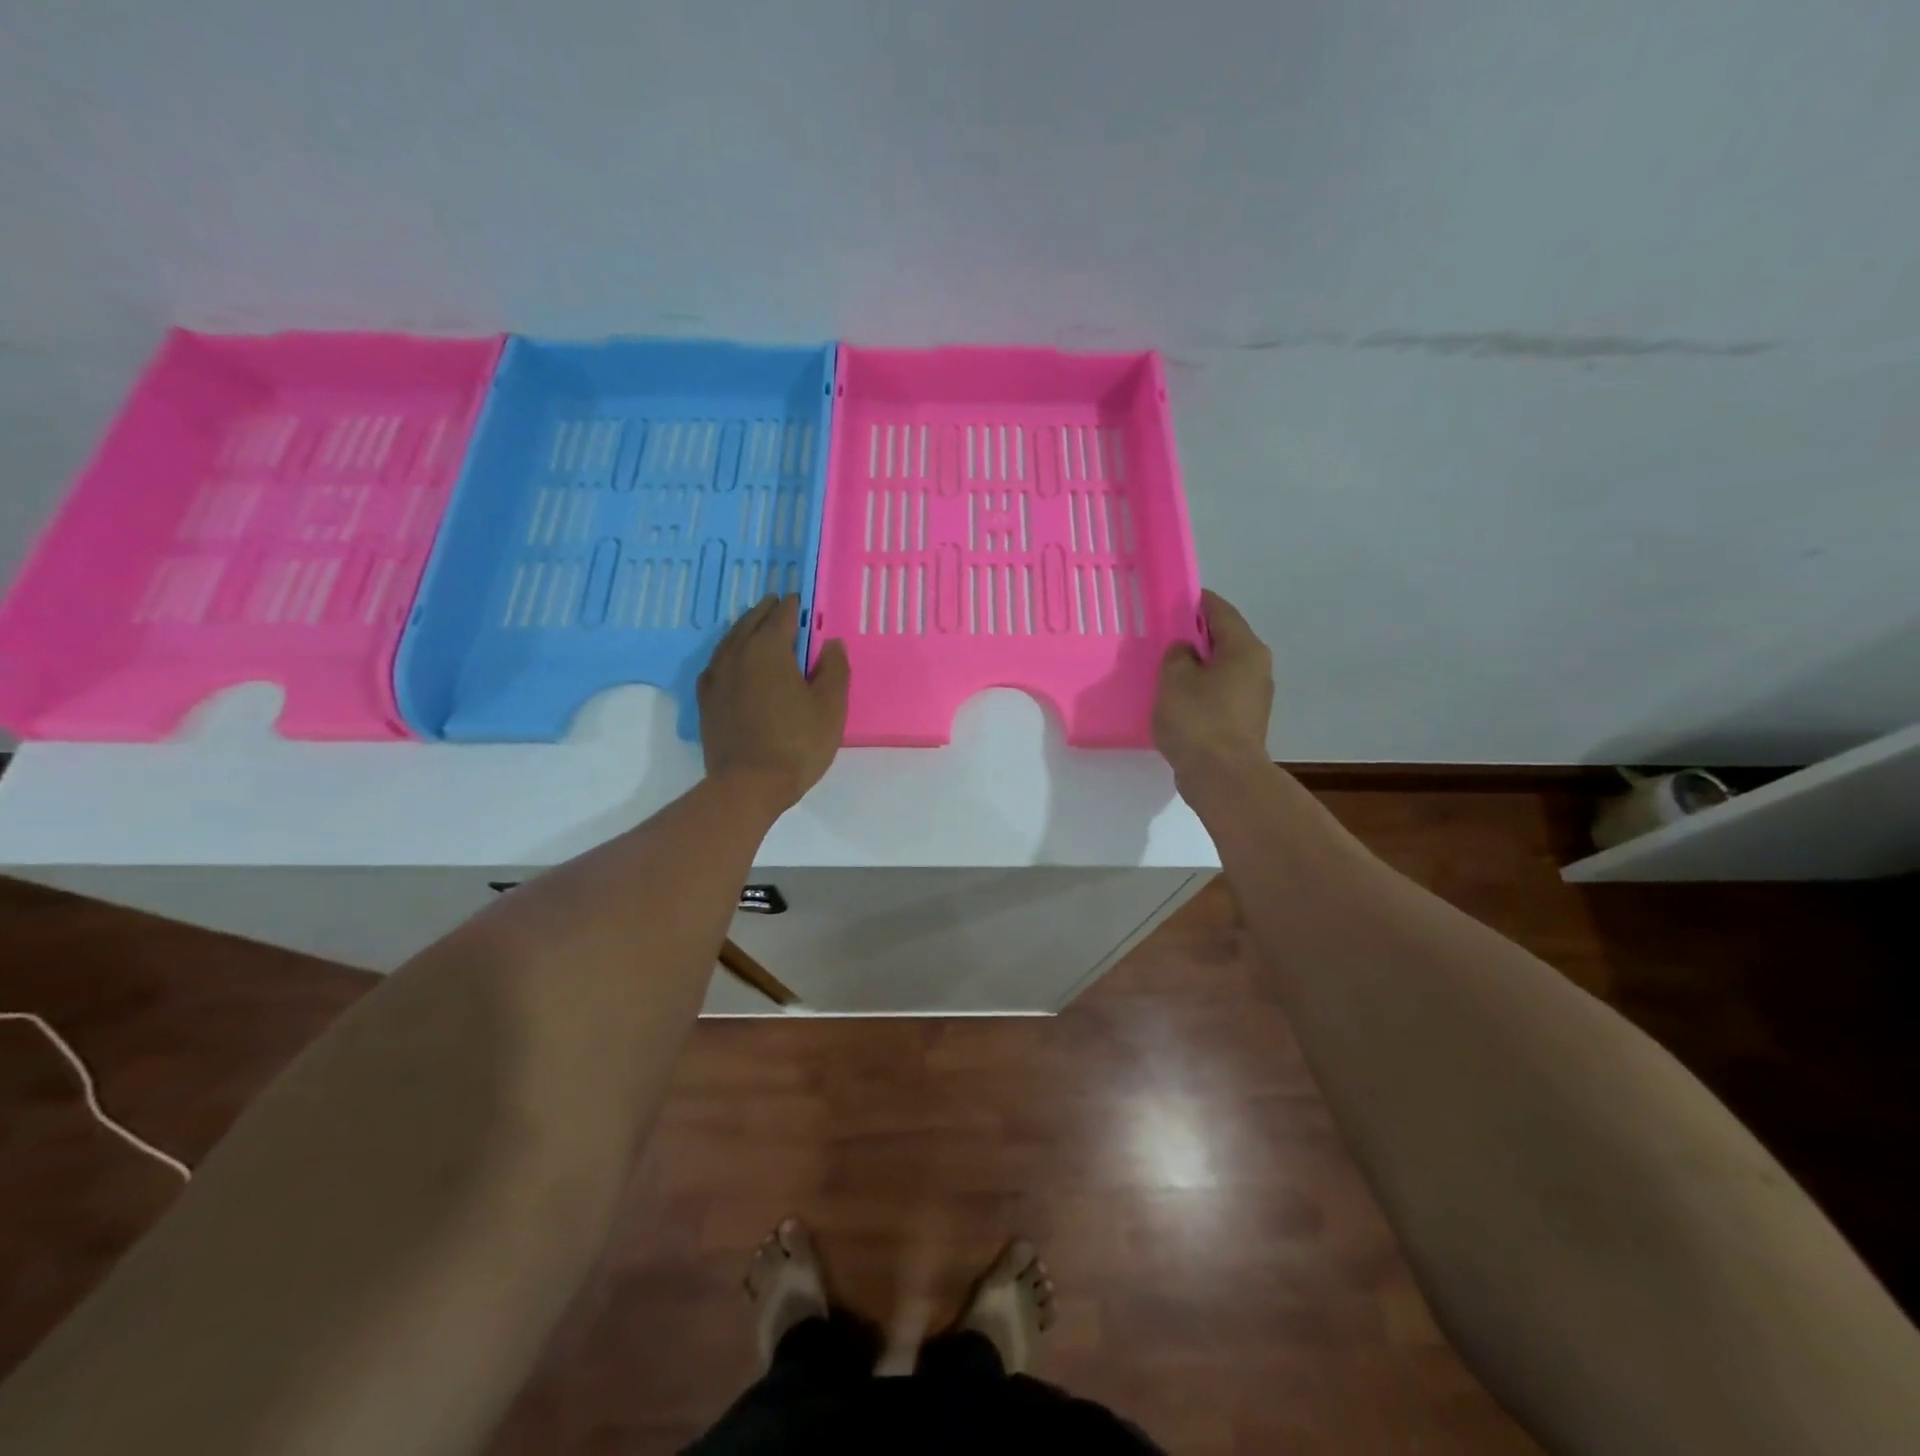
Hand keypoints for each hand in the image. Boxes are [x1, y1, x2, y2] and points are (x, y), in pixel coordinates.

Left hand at [697, 595, 849, 813]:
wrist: (748, 785)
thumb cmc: (797, 744)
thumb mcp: (830, 707)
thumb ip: (834, 670)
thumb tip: (831, 643)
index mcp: (768, 651)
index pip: (781, 618)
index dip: (792, 607)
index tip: (798, 599)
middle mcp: (737, 655)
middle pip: (750, 623)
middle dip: (765, 612)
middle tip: (776, 603)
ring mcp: (716, 678)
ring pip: (729, 641)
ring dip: (743, 628)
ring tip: (753, 624)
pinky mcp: (706, 701)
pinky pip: (715, 665)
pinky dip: (726, 654)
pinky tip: (730, 661)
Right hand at [1154, 589, 1273, 784]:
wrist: (1222, 777)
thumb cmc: (1198, 720)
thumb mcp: (1174, 679)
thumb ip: (1177, 655)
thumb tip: (1186, 650)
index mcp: (1244, 648)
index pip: (1219, 610)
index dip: (1194, 602)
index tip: (1170, 600)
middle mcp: (1257, 667)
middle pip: (1223, 639)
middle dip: (1194, 636)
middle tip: (1162, 636)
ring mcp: (1254, 697)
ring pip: (1221, 668)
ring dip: (1196, 666)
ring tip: (1164, 669)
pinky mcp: (1244, 721)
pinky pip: (1219, 693)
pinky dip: (1200, 690)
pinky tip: (1176, 699)